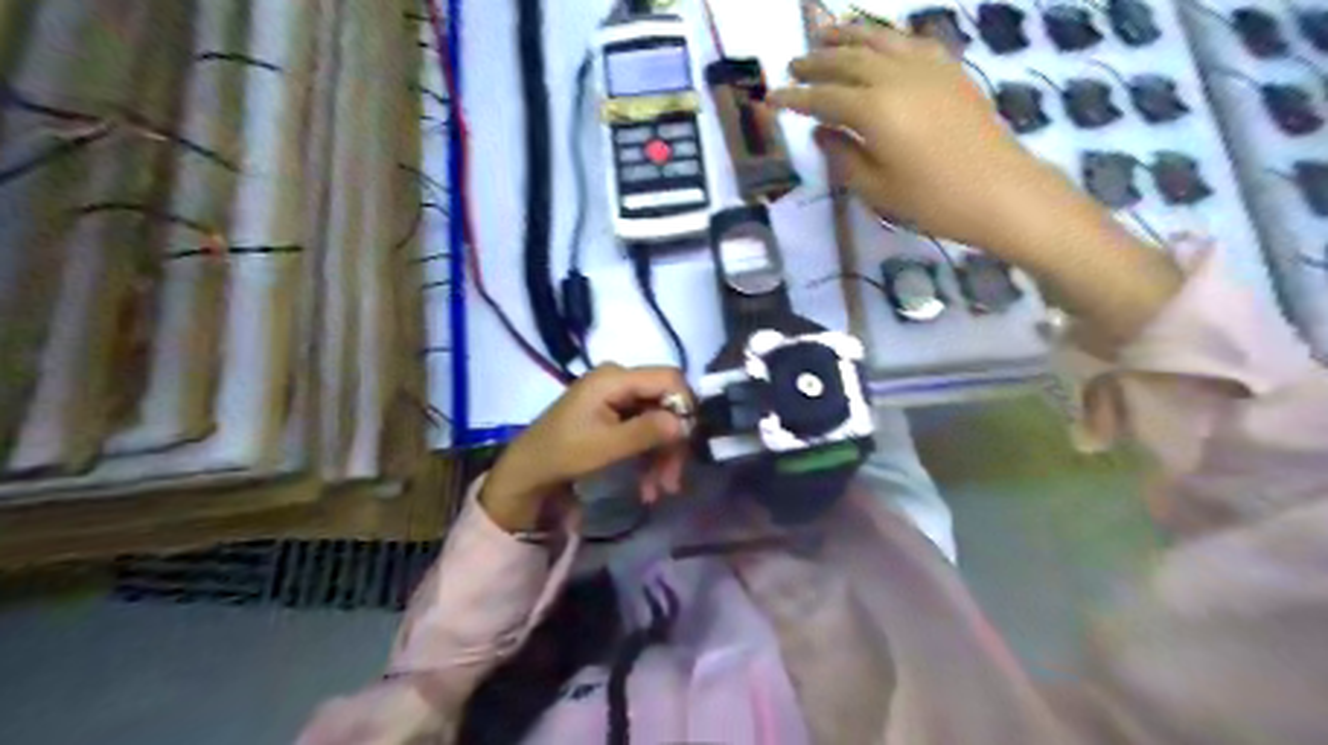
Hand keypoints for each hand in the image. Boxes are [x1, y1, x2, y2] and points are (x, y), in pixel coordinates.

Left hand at [477, 363, 688, 532]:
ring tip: (660, 490)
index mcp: (615, 378)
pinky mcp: (616, 414)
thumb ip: (646, 432)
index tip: (688, 441)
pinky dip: (649, 456)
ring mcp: (617, 397)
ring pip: (658, 421)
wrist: (529, 470)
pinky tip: (648, 486)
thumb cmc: (563, 454)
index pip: (669, 378)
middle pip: (665, 403)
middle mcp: (619, 381)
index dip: (685, 406)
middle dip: (672, 442)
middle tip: (673, 480)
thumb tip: (685, 423)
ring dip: (662, 455)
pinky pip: (645, 429)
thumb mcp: (605, 446)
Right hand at [770, 22, 1065, 256]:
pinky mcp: (949, 70)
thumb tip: (821, 132)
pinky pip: (911, 42)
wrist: (999, 190)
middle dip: (816, 61)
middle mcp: (896, 78)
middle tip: (793, 64)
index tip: (771, 98)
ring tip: (825, 31)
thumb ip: (843, 156)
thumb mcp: (876, 188)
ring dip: (849, 35)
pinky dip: (888, 38)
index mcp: (874, 111)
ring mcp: (927, 69)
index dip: (795, 97)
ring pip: (879, 40)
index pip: (823, 98)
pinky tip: (880, 41)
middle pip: (847, 60)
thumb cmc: (932, 199)